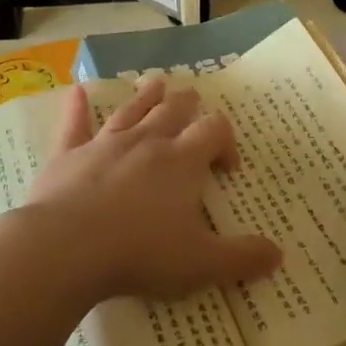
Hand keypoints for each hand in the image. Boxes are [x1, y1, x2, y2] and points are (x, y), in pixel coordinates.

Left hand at [25, 79, 281, 303]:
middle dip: (187, 105)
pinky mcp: (68, 155)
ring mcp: (105, 144)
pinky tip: (77, 91)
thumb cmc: (141, 253)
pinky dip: (77, 107)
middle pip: (173, 111)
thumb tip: (278, 255)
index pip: (213, 132)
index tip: (227, 168)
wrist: (66, 249)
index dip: (225, 141)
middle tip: (193, 100)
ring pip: (131, 110)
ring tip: (157, 82)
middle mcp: (147, 142)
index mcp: (182, 162)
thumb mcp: (202, 264)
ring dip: (146, 95)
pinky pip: (74, 124)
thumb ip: (242, 258)